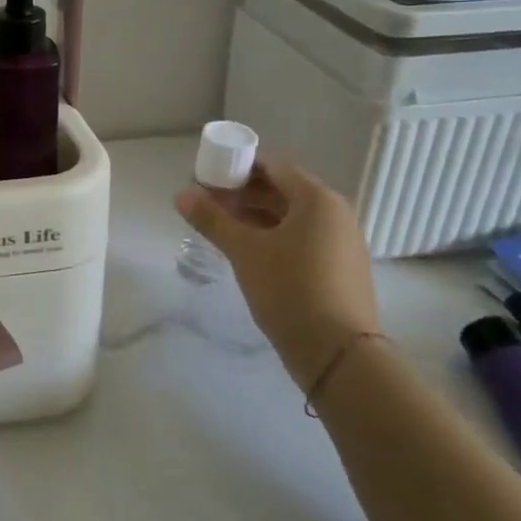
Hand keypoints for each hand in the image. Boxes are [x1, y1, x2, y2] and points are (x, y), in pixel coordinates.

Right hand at [175, 155, 378, 385]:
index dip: (236, 166)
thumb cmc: (290, 289)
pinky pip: (299, 237)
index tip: (205, 177)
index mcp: (317, 200)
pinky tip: (244, 248)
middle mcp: (335, 214)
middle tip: (205, 201)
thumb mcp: (244, 251)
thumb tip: (181, 194)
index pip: (272, 166)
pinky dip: (271, 234)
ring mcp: (340, 241)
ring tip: (218, 224)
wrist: (338, 354)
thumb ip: (211, 219)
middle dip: (241, 192)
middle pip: (281, 189)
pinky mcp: (338, 267)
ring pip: (289, 215)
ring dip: (253, 214)